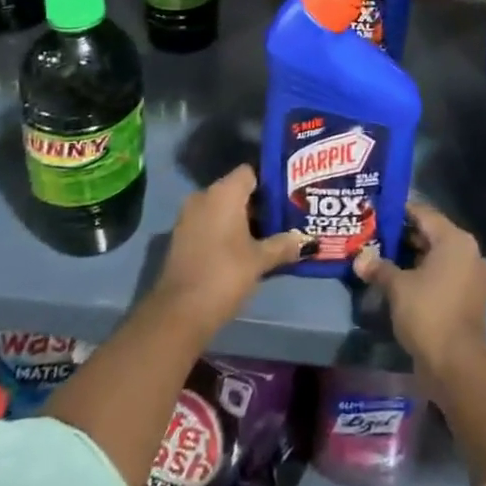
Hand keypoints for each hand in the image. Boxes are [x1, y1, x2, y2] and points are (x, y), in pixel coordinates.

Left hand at [156, 164, 308, 339]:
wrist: (179, 313)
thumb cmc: (224, 274)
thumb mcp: (260, 260)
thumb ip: (284, 245)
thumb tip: (306, 240)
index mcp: (224, 192)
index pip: (251, 171)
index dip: (271, 181)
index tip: (290, 195)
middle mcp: (204, 196)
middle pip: (238, 190)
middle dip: (261, 203)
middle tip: (286, 216)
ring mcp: (189, 217)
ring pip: (223, 208)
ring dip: (244, 219)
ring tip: (271, 233)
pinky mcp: (182, 238)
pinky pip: (210, 223)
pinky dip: (227, 231)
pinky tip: (246, 249)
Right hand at [353, 200, 485, 383]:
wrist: (457, 364)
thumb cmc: (428, 313)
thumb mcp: (397, 287)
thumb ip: (379, 267)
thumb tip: (359, 258)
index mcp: (454, 239)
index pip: (423, 213)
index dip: (398, 212)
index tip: (375, 214)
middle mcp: (468, 251)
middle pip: (431, 234)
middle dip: (403, 236)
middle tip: (374, 238)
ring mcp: (472, 275)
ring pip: (437, 257)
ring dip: (412, 258)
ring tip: (382, 260)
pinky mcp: (470, 298)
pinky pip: (444, 276)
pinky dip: (425, 275)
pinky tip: (401, 282)